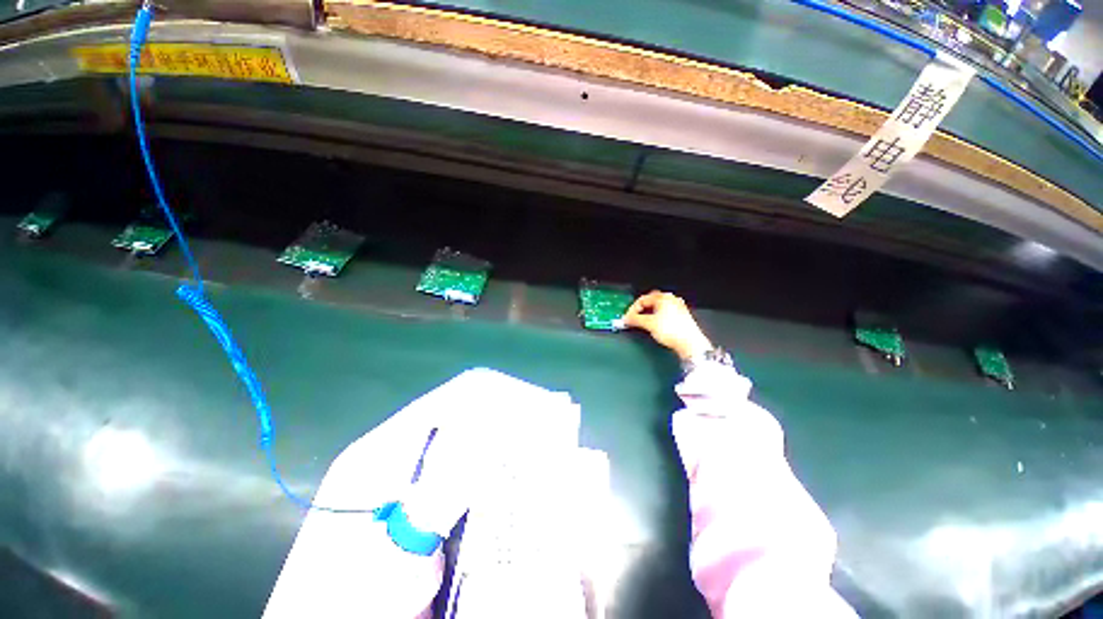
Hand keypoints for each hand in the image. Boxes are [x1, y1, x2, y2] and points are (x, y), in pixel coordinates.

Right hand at [623, 291, 711, 360]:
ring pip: (657, 308)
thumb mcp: (649, 324)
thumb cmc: (671, 330)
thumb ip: (634, 319)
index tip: (627, 318)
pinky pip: (664, 313)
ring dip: (648, 314)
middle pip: (650, 302)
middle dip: (640, 310)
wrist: (690, 343)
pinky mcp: (681, 316)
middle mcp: (671, 299)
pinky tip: (654, 326)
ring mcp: (677, 307)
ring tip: (643, 323)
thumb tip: (626, 319)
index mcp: (663, 297)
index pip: (642, 299)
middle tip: (634, 319)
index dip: (632, 309)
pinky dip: (656, 318)